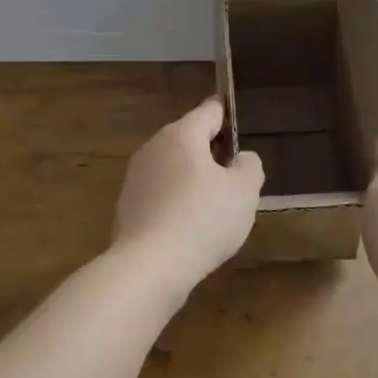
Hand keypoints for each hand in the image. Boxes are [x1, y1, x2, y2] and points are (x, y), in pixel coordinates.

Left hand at [111, 97, 264, 293]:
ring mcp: (136, 176)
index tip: (237, 117)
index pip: (208, 111)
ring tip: (216, 201)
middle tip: (235, 170)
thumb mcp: (244, 192)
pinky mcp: (128, 204)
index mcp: (182, 134)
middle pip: (188, 138)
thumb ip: (249, 167)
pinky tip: (190, 224)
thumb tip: (241, 158)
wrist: (149, 266)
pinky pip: (160, 192)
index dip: (226, 113)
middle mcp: (154, 146)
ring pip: (173, 166)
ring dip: (192, 176)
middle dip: (211, 149)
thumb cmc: (203, 220)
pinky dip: (176, 199)